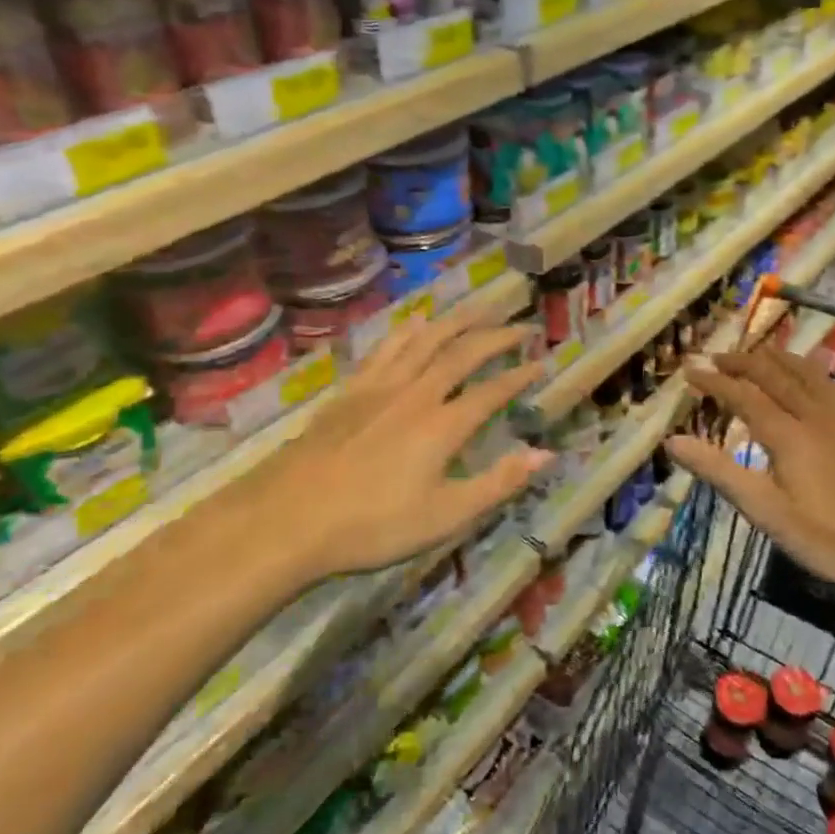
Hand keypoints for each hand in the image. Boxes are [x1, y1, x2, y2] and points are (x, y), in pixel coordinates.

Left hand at [248, 310, 552, 584]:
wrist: (288, 519)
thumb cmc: (372, 526)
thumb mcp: (445, 516)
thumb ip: (498, 483)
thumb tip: (545, 454)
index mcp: (442, 426)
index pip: (491, 392)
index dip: (519, 376)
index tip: (541, 362)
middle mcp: (416, 395)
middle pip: (461, 354)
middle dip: (495, 337)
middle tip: (520, 325)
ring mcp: (380, 388)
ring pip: (424, 341)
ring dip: (456, 321)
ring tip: (478, 308)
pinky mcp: (350, 390)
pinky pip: (386, 348)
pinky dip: (407, 330)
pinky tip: (416, 320)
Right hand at [665, 347, 834, 614]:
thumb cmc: (832, 537)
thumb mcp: (768, 513)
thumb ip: (720, 473)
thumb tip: (673, 441)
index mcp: (788, 434)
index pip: (743, 395)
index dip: (714, 381)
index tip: (689, 371)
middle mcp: (815, 414)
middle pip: (774, 374)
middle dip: (742, 361)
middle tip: (716, 356)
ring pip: (805, 372)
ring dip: (776, 358)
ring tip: (758, 353)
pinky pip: (828, 382)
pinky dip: (806, 369)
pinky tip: (810, 377)